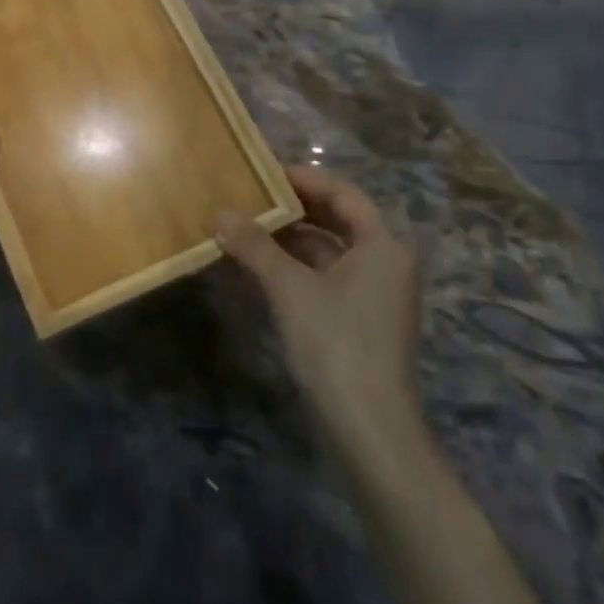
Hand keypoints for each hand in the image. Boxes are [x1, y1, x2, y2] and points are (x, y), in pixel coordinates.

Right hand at [217, 166, 426, 452]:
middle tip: (247, 197)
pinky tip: (252, 271)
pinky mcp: (358, 321)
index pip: (342, 193)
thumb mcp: (290, 288)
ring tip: (240, 231)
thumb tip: (219, 213)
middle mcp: (384, 263)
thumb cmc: (336, 344)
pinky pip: (322, 279)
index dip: (303, 178)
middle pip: (334, 221)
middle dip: (290, 210)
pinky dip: (290, 271)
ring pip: (325, 252)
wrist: (369, 431)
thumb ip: (254, 246)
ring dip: (285, 242)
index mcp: (383, 245)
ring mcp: (372, 295)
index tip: (263, 172)